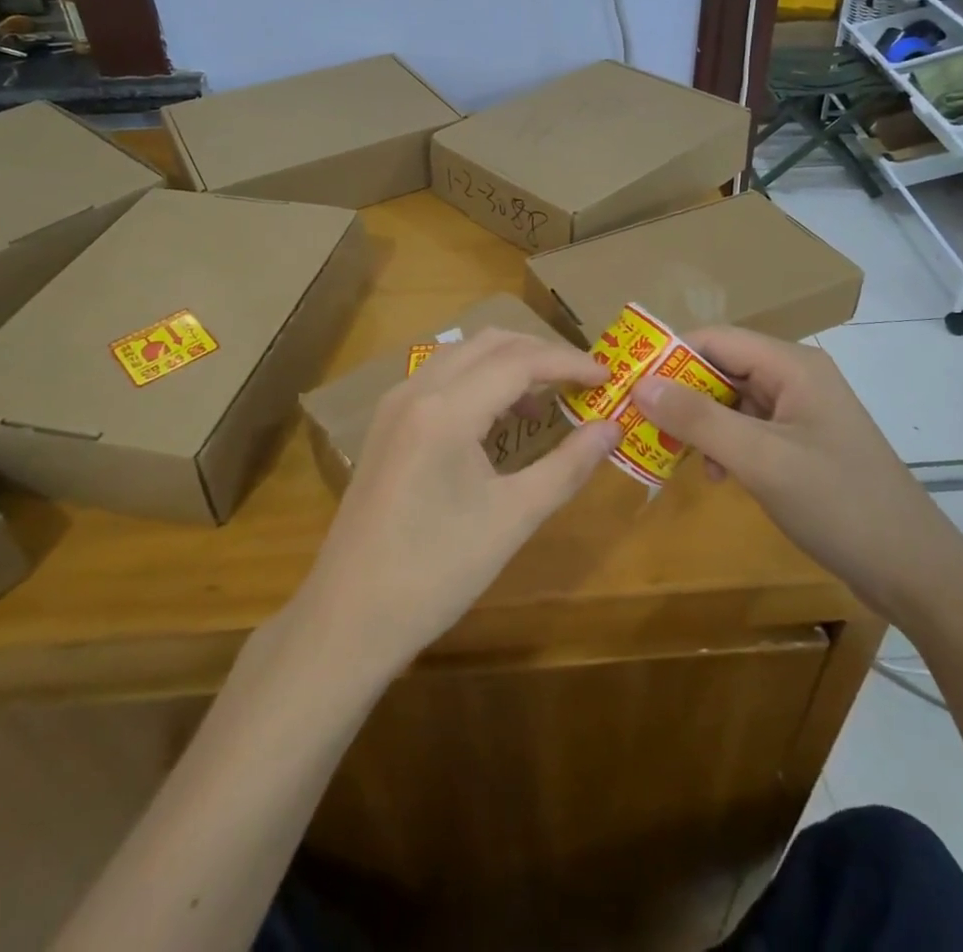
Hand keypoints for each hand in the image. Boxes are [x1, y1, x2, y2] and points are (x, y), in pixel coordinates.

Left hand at [300, 329, 622, 672]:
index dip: (569, 362)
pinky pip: (440, 378)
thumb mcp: (513, 518)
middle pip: (489, 344)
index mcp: (446, 409)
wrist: (350, 617)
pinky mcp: (386, 424)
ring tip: (546, 399)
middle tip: (582, 381)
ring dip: (508, 363)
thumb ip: (568, 465)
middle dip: (540, 353)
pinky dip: (478, 380)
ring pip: (462, 355)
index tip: (609, 376)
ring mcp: (394, 405)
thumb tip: (613, 428)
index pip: (520, 361)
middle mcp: (416, 390)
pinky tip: (498, 418)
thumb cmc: (437, 572)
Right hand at [630, 326, 962, 620]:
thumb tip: (640, 384)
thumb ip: (699, 419)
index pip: (715, 339)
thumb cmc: (839, 505)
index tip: (626, 383)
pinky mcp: (802, 441)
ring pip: (732, 399)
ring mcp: (801, 410)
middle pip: (722, 366)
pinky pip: (748, 427)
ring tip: (673, 453)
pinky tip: (714, 474)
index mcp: (792, 365)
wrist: (916, 571)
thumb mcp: (761, 461)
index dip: (668, 355)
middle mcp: (796, 376)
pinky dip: (723, 443)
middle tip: (639, 422)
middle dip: (680, 392)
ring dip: (700, 422)